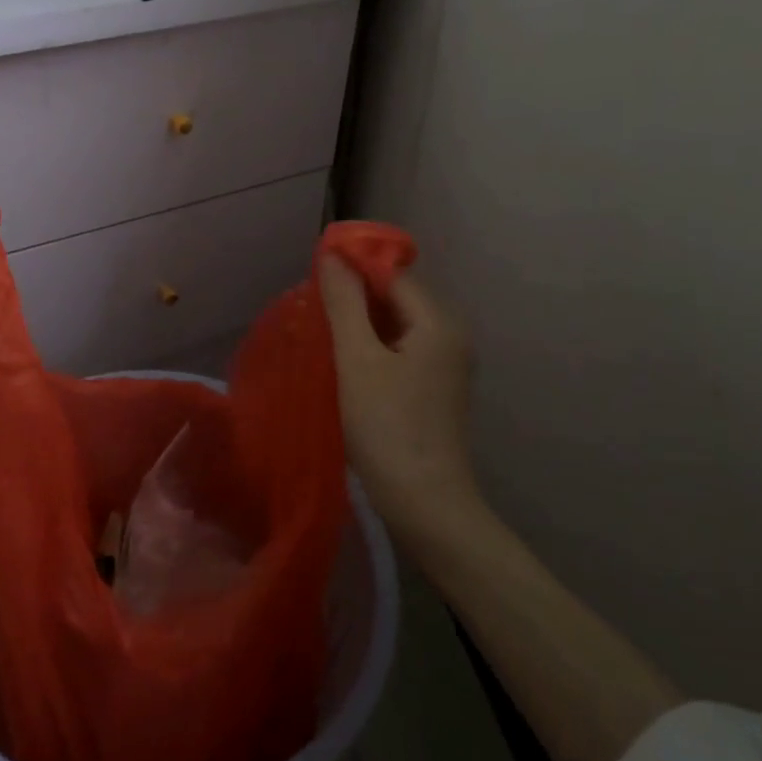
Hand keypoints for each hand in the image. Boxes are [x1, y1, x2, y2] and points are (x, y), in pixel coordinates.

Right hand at [319, 259, 481, 544]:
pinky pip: (400, 349)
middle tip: (311, 304)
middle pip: (396, 296)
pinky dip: (372, 346)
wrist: (425, 505)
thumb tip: (332, 255)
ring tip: (321, 329)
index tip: (312, 273)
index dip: (353, 267)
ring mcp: (446, 364)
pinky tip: (344, 359)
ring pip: (396, 325)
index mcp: (438, 322)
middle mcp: (450, 336)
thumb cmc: (388, 427)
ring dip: (360, 322)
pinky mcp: (435, 389)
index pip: (392, 273)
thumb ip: (344, 303)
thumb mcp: (357, 359)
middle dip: (354, 294)